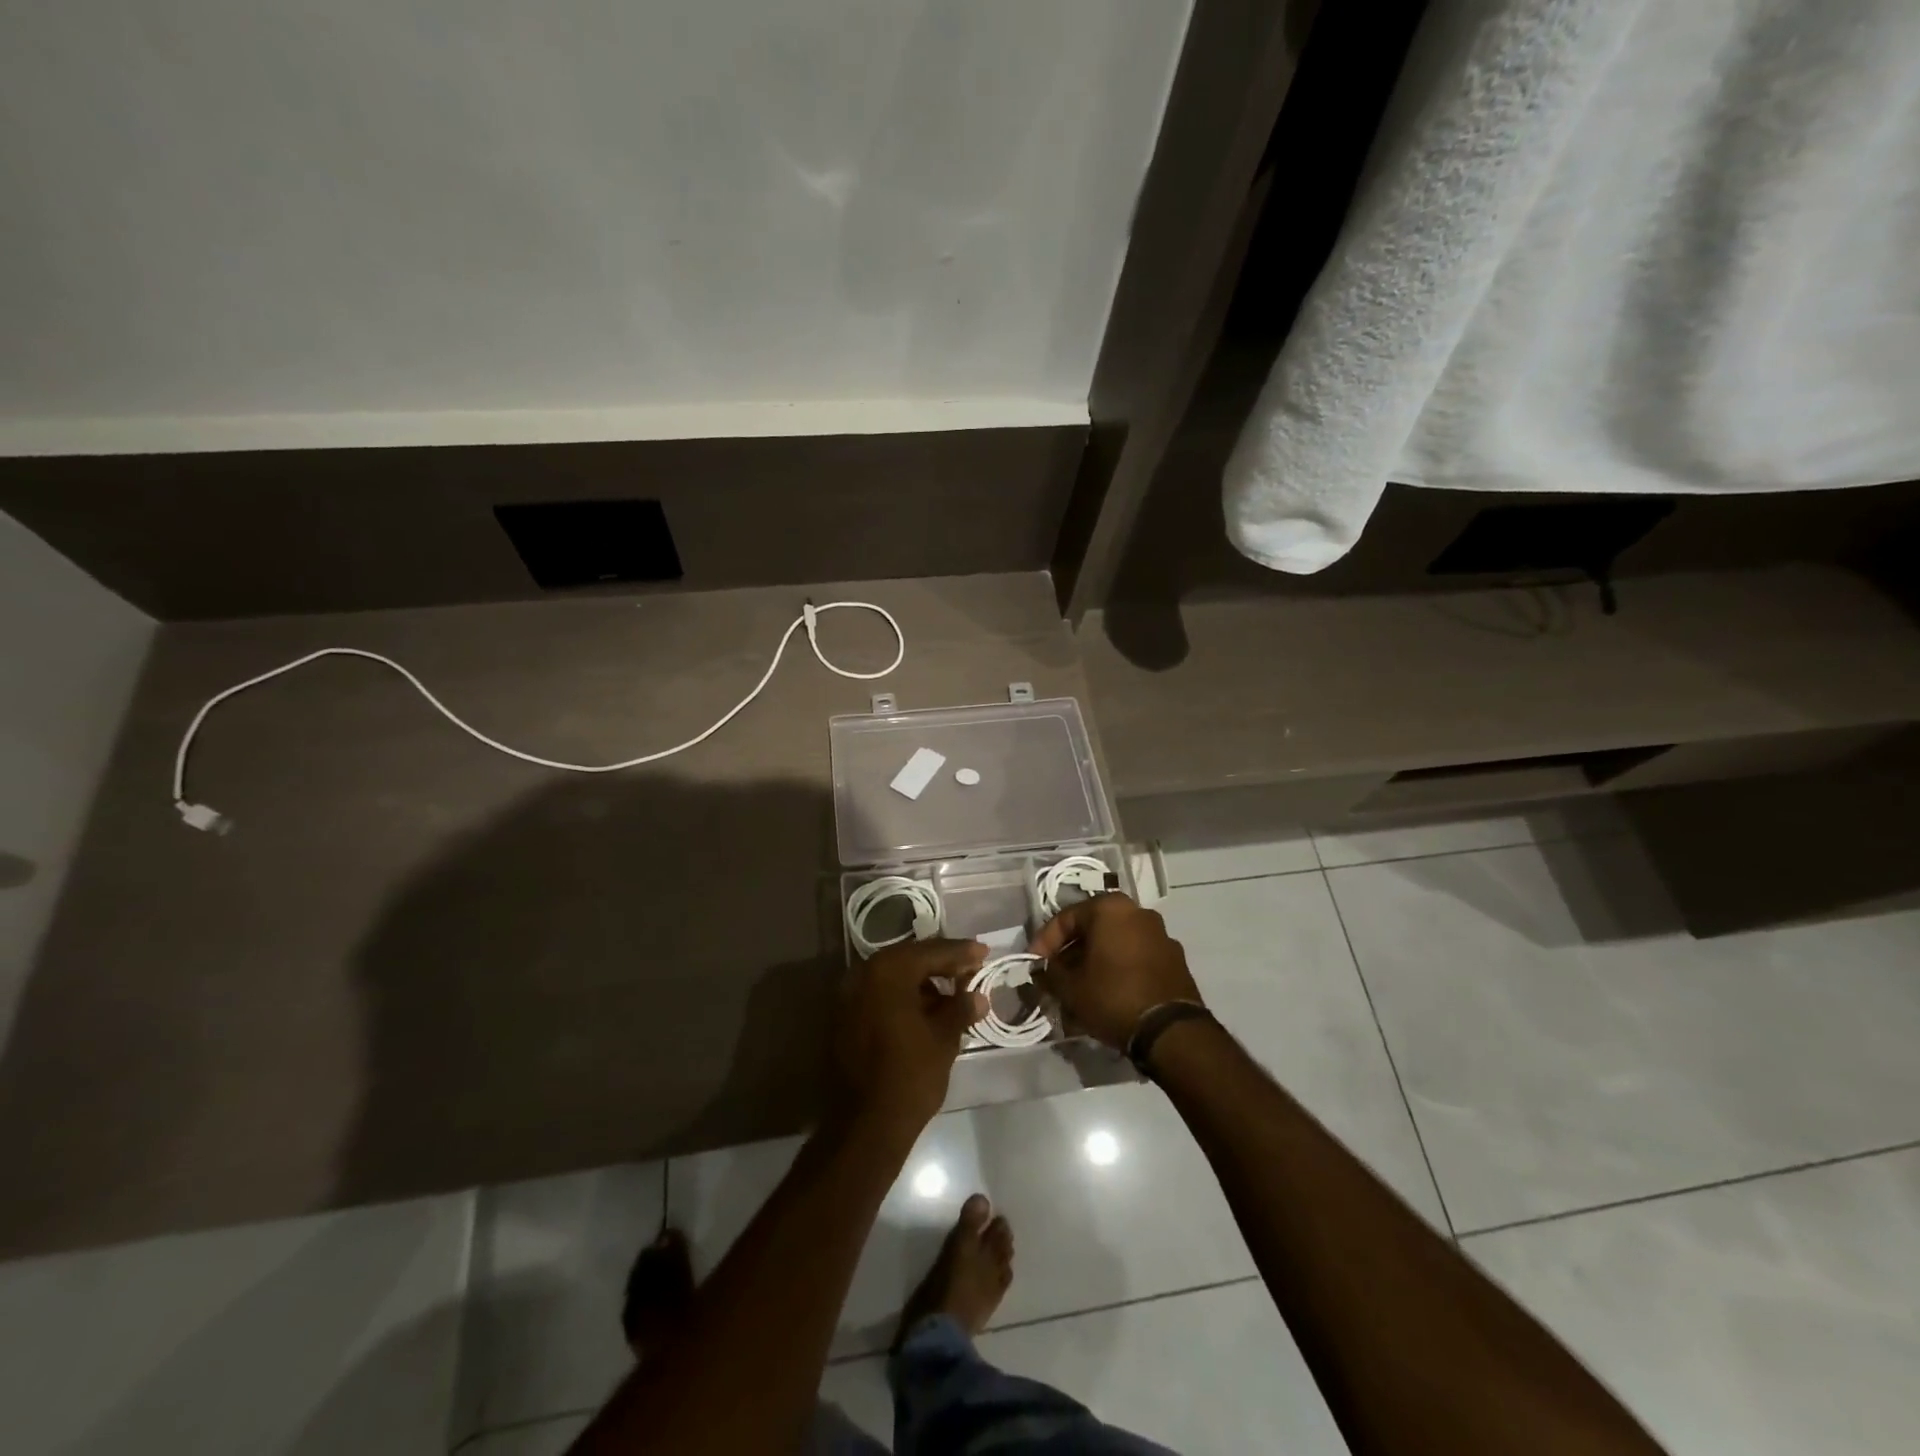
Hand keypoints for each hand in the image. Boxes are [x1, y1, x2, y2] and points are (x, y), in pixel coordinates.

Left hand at [835, 938, 988, 1133]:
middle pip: (910, 959)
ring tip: (953, 995)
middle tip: (970, 970)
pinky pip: (880, 995)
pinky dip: (903, 997)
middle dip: (941, 964)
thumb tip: (977, 996)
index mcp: (888, 971)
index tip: (984, 952)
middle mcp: (863, 974)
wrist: (864, 1126)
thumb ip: (961, 1009)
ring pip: (894, 977)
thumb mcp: (944, 1039)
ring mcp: (848, 996)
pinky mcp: (843, 1018)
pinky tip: (927, 1011)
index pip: (931, 952)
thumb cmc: (910, 1076)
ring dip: (923, 982)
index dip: (961, 953)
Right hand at [1029, 893, 1201, 1048]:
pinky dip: (1116, 971)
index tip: (1033, 965)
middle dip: (1070, 955)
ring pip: (1114, 945)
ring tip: (1078, 991)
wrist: (1171, 1031)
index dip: (1044, 942)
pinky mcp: (1173, 960)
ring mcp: (1160, 935)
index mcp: (1110, 908)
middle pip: (1092, 930)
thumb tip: (1042, 970)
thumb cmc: (1113, 997)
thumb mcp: (1070, 988)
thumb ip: (1050, 973)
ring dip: (1093, 964)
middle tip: (1055, 978)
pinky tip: (1105, 996)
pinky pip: (1134, 958)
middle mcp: (1137, 912)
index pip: (1065, 918)